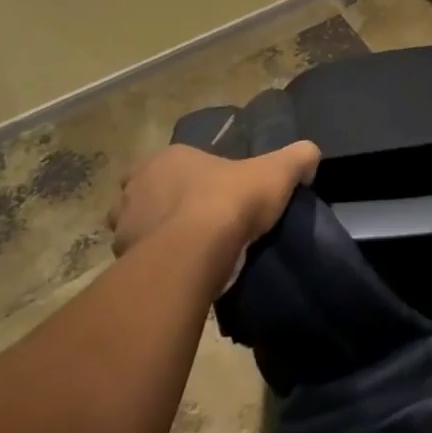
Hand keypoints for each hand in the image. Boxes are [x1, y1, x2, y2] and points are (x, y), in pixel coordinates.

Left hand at [109, 141, 320, 285]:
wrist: (194, 255)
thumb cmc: (231, 201)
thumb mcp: (278, 171)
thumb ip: (298, 158)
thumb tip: (310, 158)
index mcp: (169, 159)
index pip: (171, 162)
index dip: (189, 175)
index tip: (210, 192)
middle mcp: (137, 187)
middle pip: (146, 193)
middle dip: (162, 205)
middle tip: (194, 221)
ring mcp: (124, 226)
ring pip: (135, 228)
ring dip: (153, 237)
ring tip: (184, 252)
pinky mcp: (122, 263)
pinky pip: (137, 263)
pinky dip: (153, 266)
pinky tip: (177, 274)